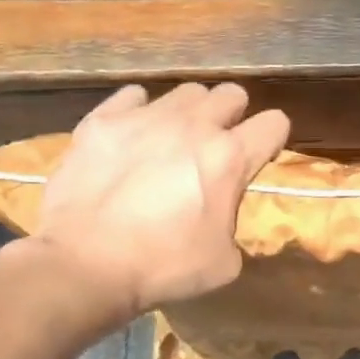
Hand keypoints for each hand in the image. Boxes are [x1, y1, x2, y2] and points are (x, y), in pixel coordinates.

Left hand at [28, 83, 290, 322]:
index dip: (271, 139)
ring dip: (189, 112)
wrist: (85, 264)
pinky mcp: (103, 120)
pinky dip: (139, 111)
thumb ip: (233, 223)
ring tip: (173, 139)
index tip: (259, 156)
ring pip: (186, 91)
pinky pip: (133, 96)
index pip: (275, 123)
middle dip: (232, 116)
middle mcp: (194, 125)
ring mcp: (146, 117)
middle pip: (231, 94)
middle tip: (216, 146)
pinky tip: (132, 135)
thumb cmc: (162, 267)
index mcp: (230, 158)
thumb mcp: (224, 262)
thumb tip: (220, 212)